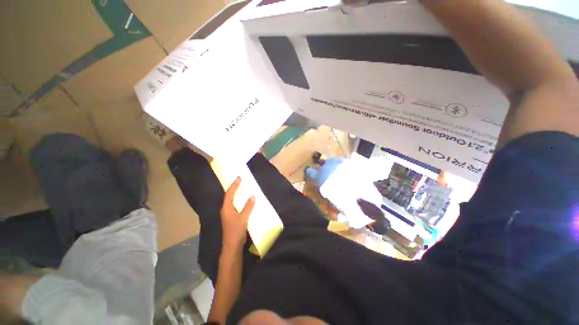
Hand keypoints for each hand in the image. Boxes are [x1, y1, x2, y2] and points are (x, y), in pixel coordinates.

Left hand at [220, 177, 255, 253]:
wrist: (232, 246)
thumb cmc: (236, 231)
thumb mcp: (243, 218)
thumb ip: (248, 207)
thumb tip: (253, 196)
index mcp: (226, 208)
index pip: (229, 194)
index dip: (234, 185)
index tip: (239, 178)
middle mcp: (226, 210)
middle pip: (229, 196)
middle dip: (234, 188)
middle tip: (240, 181)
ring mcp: (228, 215)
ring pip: (232, 201)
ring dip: (236, 194)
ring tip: (242, 189)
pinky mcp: (232, 218)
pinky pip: (235, 206)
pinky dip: (239, 201)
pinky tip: (244, 201)